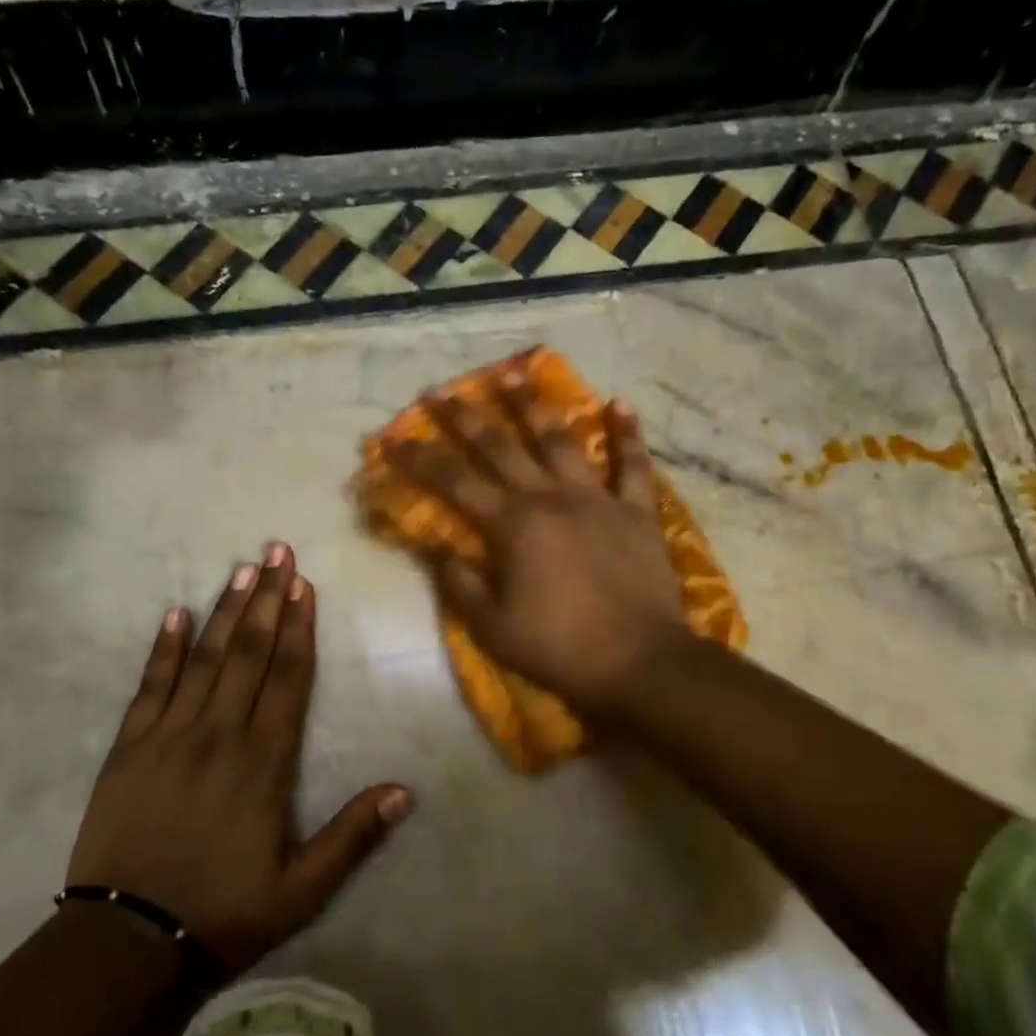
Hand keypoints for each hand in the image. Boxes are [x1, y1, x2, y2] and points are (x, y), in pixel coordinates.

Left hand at [66, 546, 412, 975]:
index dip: (299, 627)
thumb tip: (406, 791)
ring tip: (241, 568)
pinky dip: (164, 648)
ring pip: (204, 658)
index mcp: (264, 761)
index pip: (288, 677)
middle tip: (276, 550)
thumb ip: (352, 836)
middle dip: (266, 598)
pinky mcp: (129, 748)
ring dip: (225, 610)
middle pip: (248, 652)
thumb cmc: (222, 913)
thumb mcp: (302, 889)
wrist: (125, 944)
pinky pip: (150, 686)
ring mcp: (169, 735)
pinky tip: (174, 614)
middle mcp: (220, 734)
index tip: (304, 584)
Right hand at [381, 371, 687, 716]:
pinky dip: (628, 435)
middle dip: (467, 417)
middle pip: (501, 447)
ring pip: (561, 441)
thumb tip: (434, 549)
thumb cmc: (560, 648)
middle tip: (442, 390)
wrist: (641, 662)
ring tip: (516, 372)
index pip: (454, 483)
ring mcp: (597, 499)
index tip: (394, 437)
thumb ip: (459, 583)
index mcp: (512, 525)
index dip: (421, 459)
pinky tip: (620, 403)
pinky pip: (633, 466)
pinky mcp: (637, 511)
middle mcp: (551, 498)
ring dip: (535, 406)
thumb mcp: (493, 627)